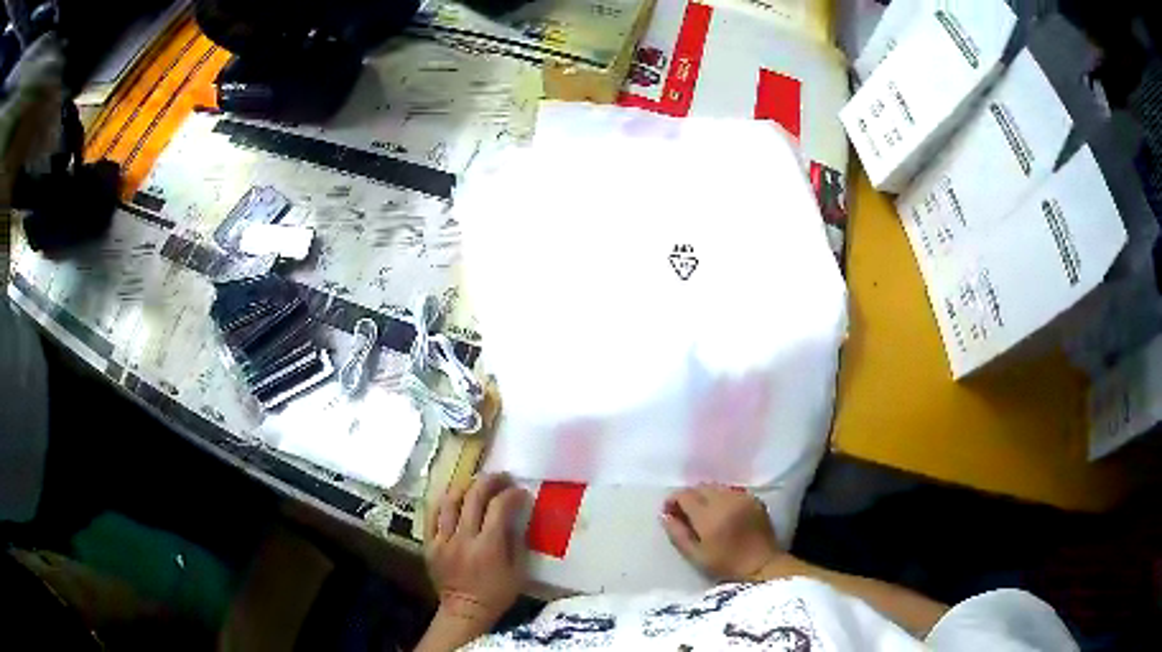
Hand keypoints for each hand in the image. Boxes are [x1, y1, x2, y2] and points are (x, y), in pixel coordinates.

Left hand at [425, 473, 529, 628]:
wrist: (465, 611)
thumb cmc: (497, 594)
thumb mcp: (518, 571)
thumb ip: (516, 541)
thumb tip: (514, 515)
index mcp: (488, 547)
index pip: (499, 508)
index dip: (511, 494)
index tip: (520, 491)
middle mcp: (463, 538)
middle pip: (473, 497)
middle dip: (489, 481)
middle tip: (501, 477)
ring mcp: (442, 540)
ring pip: (449, 501)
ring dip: (465, 486)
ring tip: (476, 483)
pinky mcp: (429, 544)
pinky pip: (432, 515)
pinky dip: (443, 501)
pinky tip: (453, 496)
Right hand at [661, 484, 784, 581]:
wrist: (763, 565)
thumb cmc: (726, 565)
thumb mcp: (696, 555)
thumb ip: (677, 534)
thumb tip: (664, 515)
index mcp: (710, 516)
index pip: (685, 495)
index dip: (673, 500)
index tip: (669, 511)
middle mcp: (726, 500)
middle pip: (700, 487)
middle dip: (689, 497)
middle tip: (684, 513)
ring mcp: (743, 497)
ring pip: (716, 487)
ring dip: (705, 496)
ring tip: (703, 513)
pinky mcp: (754, 499)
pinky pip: (731, 491)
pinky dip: (722, 497)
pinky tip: (722, 512)